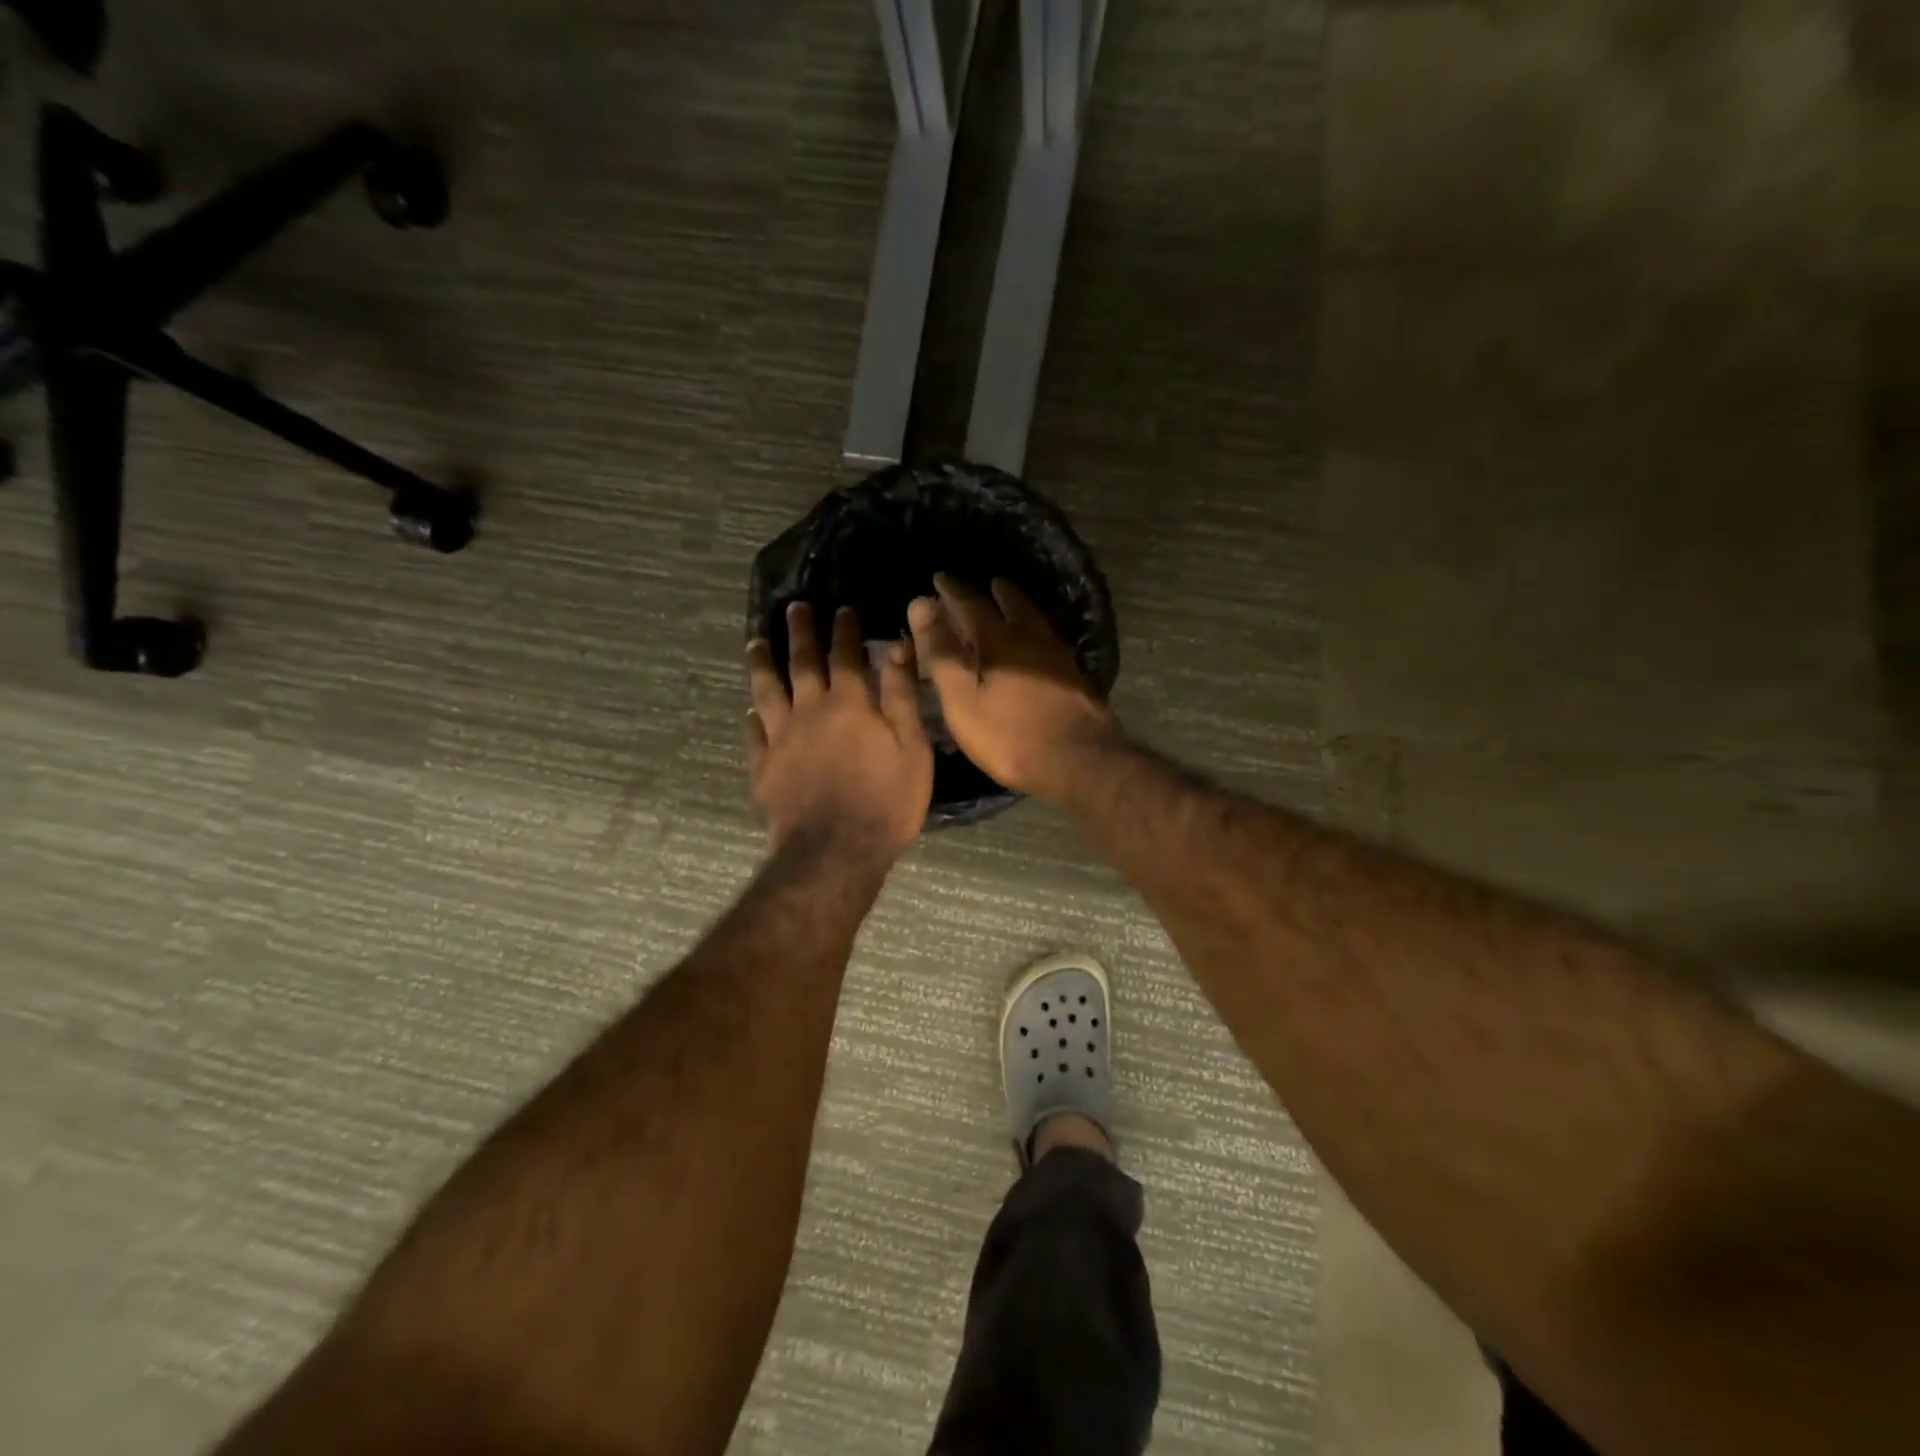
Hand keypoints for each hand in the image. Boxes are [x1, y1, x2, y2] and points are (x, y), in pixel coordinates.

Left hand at [746, 602, 932, 854]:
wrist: (835, 852)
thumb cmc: (886, 801)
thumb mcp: (912, 747)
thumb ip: (901, 695)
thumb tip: (897, 646)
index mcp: (849, 703)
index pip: (846, 655)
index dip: (845, 630)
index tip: (842, 608)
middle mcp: (809, 711)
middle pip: (801, 663)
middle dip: (800, 632)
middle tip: (794, 608)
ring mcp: (781, 739)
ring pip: (767, 691)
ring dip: (762, 663)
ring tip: (755, 642)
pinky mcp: (764, 768)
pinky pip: (754, 735)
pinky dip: (752, 719)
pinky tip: (750, 713)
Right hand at [907, 574, 1121, 802]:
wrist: (1081, 762)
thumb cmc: (1011, 737)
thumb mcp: (963, 701)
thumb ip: (942, 653)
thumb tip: (921, 604)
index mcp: (1000, 641)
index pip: (972, 605)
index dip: (953, 592)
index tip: (940, 578)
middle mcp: (1033, 639)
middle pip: (1014, 604)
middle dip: (996, 592)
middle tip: (987, 584)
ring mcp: (1060, 657)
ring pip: (1036, 620)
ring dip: (1020, 607)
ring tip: (1011, 603)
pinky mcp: (1076, 676)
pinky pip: (1050, 640)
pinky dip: (1036, 631)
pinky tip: (1038, 643)